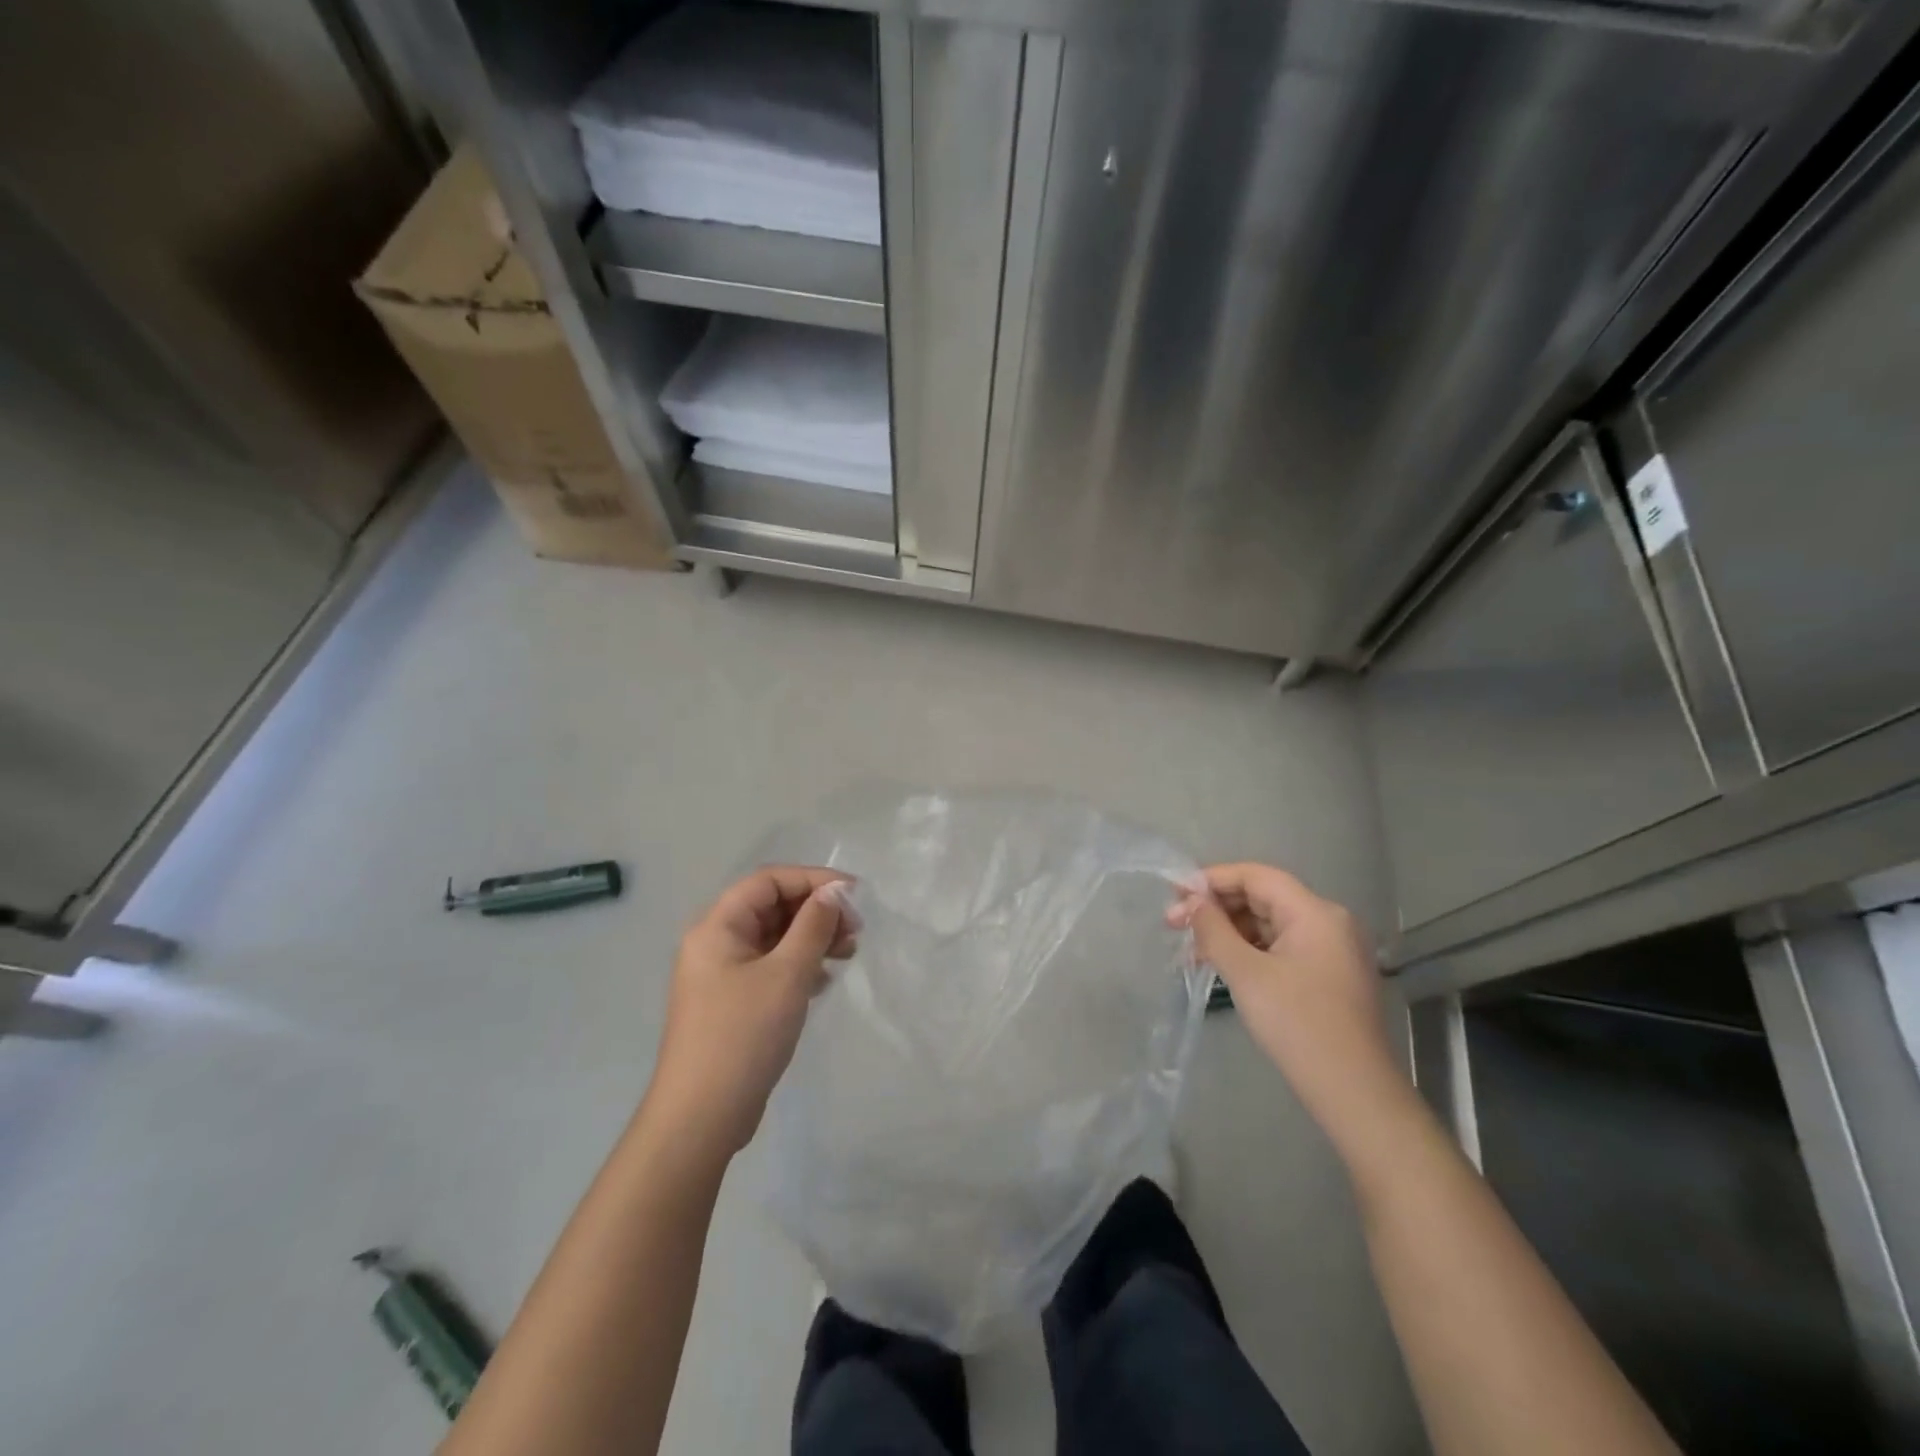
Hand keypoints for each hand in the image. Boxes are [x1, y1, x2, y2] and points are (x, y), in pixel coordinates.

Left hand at [646, 865, 857, 1156]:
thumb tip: (833, 892)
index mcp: (717, 926)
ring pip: (774, 938)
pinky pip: (771, 966)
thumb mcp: (787, 974)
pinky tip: (823, 981)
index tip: (854, 895)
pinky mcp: (732, 1003)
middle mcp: (715, 943)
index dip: (813, 880)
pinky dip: (800, 965)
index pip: (769, 881)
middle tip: (855, 930)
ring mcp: (722, 975)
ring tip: (848, 953)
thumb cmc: (743, 1036)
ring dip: (812, 938)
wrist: (701, 1117)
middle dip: (816, 911)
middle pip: (772, 907)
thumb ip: (813, 926)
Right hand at [1171, 863, 1406, 1144]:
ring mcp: (1331, 950)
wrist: (1353, 1093)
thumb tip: (1192, 901)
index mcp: (1315, 913)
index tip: (1174, 892)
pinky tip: (1219, 966)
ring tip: (1189, 951)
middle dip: (1216, 908)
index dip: (1212, 879)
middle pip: (1262, 898)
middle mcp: (1328, 922)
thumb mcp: (1246, 974)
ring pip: (1269, 924)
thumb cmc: (1297, 1025)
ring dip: (1228, 932)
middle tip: (1173, 924)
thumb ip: (1214, 930)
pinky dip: (1248, 951)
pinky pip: (1280, 948)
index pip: (1256, 876)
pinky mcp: (1328, 975)